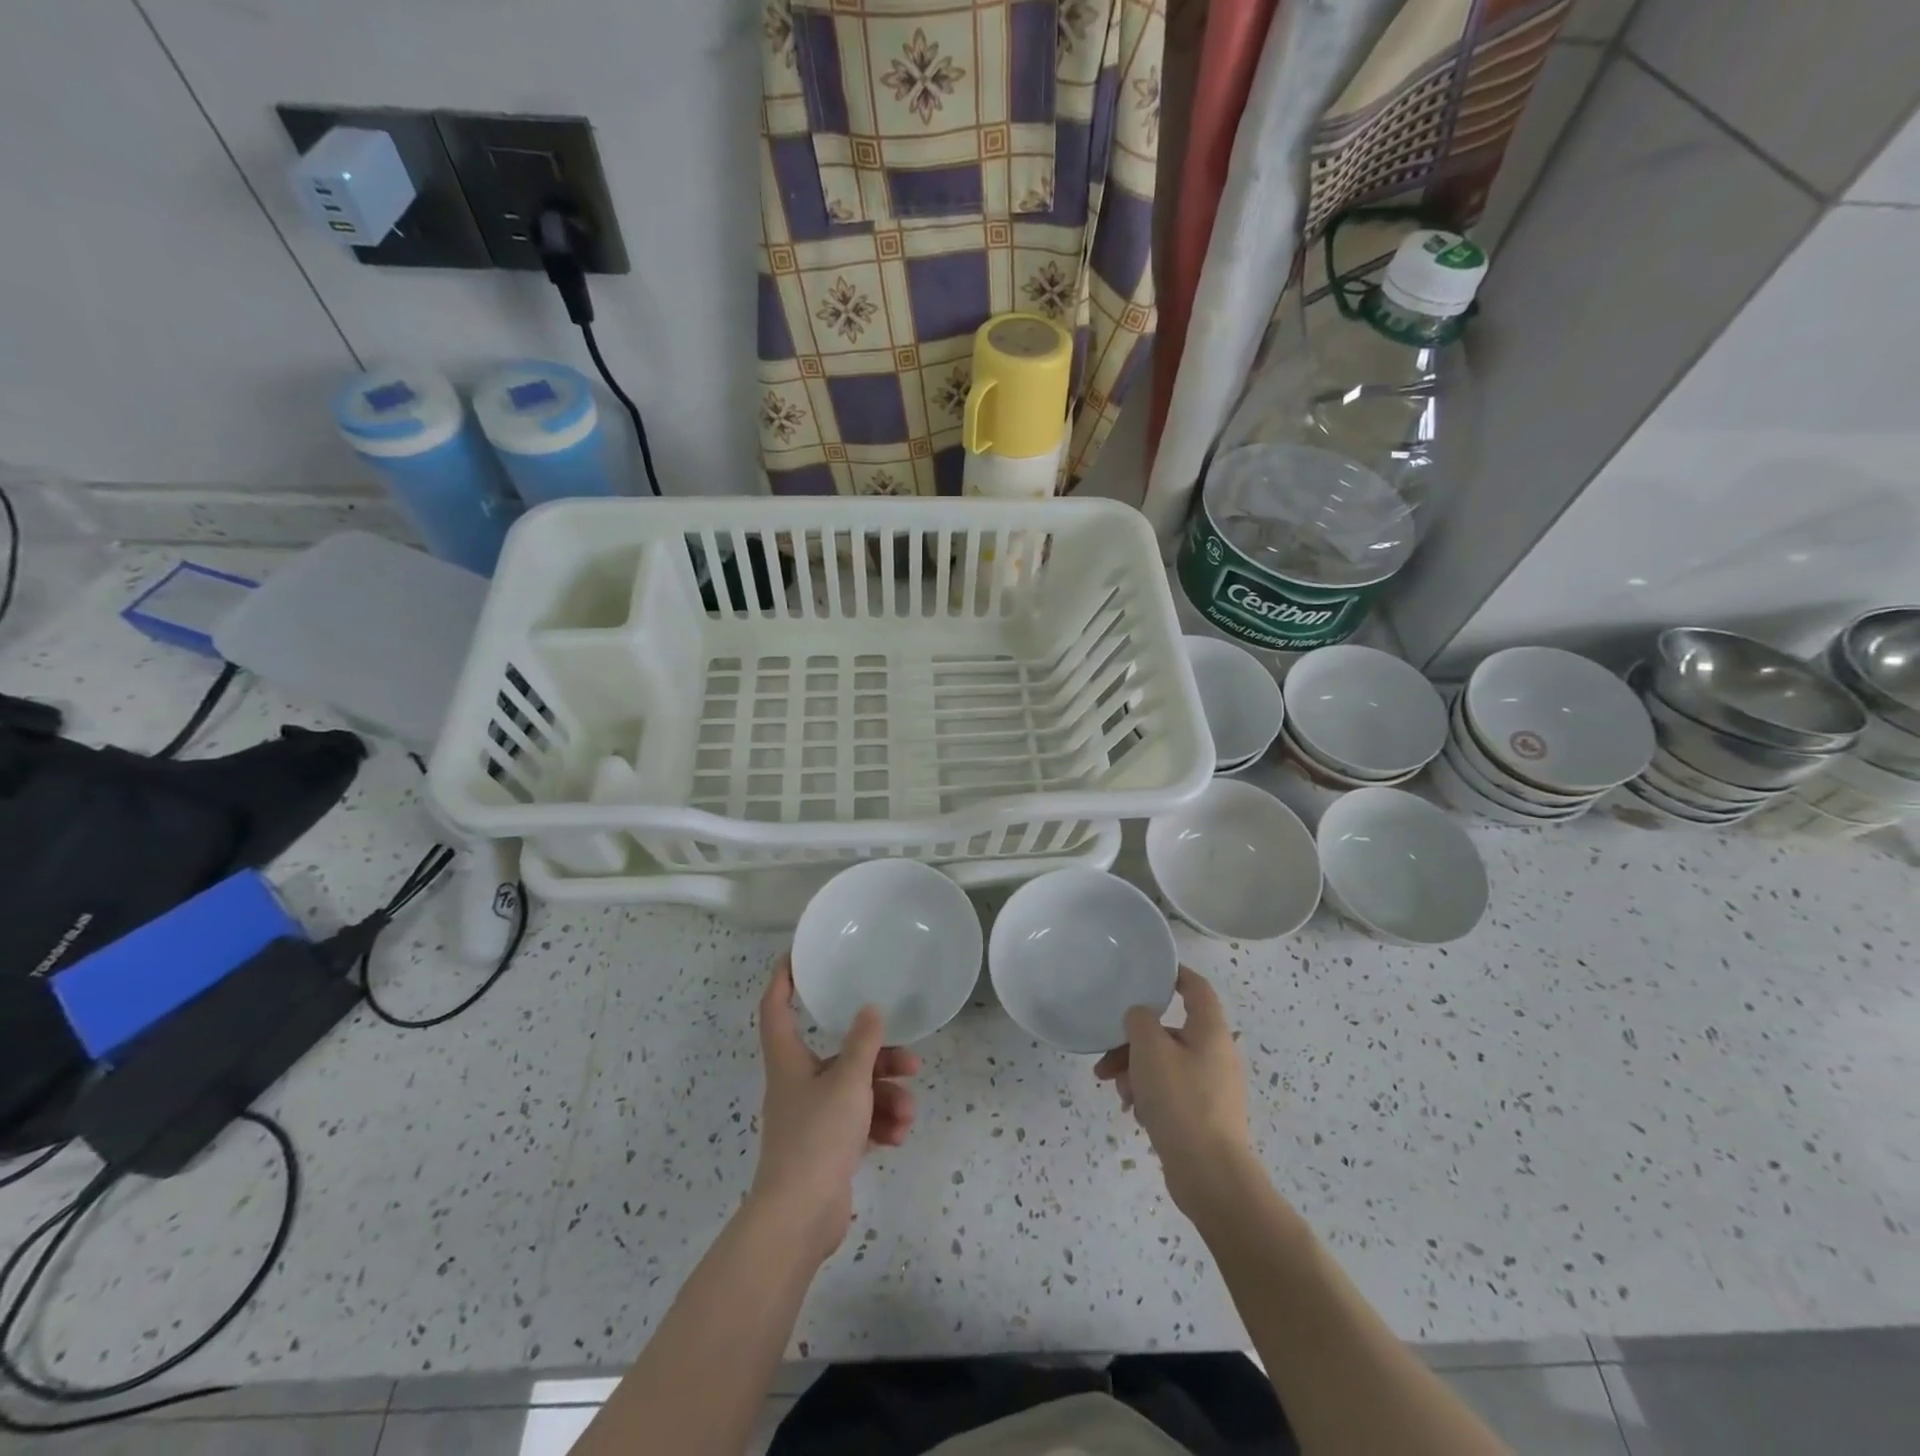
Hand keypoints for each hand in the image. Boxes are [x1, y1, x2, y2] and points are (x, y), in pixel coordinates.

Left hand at [751, 955, 919, 1261]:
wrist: (799, 1218)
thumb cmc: (817, 1137)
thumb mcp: (848, 1083)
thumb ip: (863, 1044)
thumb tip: (870, 1010)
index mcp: (789, 1061)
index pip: (776, 1009)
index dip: (783, 980)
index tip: (796, 957)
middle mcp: (798, 1083)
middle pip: (838, 1055)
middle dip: (877, 1058)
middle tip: (910, 1063)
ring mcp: (813, 1117)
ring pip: (855, 1091)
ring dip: (886, 1098)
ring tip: (908, 1114)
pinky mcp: (827, 1146)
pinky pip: (858, 1122)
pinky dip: (879, 1124)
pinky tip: (898, 1136)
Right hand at [1095, 966, 1254, 1215]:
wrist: (1211, 1177)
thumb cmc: (1181, 1101)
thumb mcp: (1150, 1050)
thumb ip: (1139, 1021)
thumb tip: (1140, 1017)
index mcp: (1210, 1031)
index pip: (1196, 988)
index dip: (1174, 975)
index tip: (1147, 974)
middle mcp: (1216, 1054)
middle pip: (1170, 1032)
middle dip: (1134, 1042)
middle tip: (1106, 1059)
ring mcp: (1212, 1087)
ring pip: (1166, 1064)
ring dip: (1136, 1071)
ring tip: (1117, 1092)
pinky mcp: (1205, 1116)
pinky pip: (1172, 1092)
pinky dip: (1150, 1095)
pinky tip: (1134, 1112)